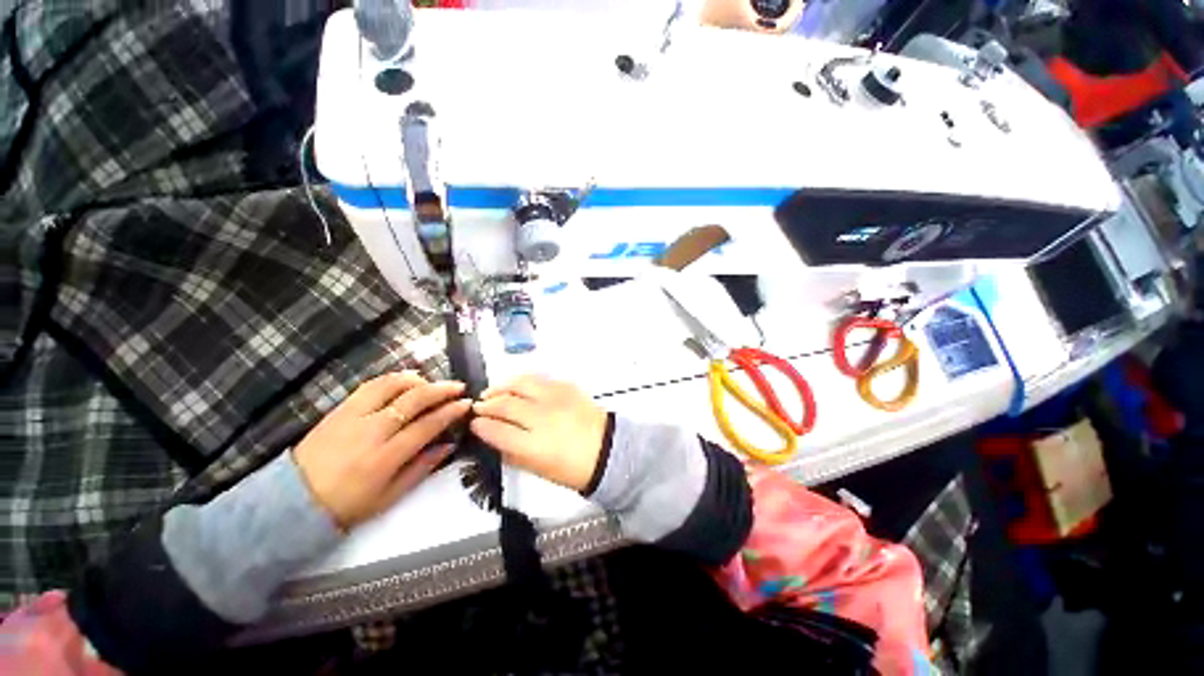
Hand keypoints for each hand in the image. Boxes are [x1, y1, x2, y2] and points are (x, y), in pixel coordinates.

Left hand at [293, 372, 470, 528]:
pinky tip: (405, 380)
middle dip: (441, 389)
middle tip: (458, 386)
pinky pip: (370, 385)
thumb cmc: (347, 504)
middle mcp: (371, 431)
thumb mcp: (390, 496)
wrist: (293, 501)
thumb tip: (449, 445)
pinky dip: (392, 379)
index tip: (466, 403)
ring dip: (417, 379)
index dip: (450, 412)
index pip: (427, 425)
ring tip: (431, 382)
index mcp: (385, 457)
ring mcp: (352, 416)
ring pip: (390, 385)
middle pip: (413, 400)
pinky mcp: (339, 409)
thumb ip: (422, 468)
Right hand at [470, 375, 606, 491]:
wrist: (607, 450)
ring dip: (503, 386)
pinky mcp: (568, 387)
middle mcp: (543, 417)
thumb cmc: (573, 468)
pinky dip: (525, 383)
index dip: (480, 425)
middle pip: (506, 403)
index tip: (474, 423)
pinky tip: (520, 389)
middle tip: (479, 406)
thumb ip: (512, 452)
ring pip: (521, 383)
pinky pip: (540, 379)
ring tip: (494, 392)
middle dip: (487, 404)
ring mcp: (556, 398)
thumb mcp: (538, 469)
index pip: (497, 430)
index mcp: (534, 445)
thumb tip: (493, 437)